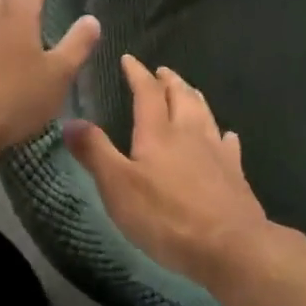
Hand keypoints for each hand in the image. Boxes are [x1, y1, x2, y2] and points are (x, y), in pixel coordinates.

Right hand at [64, 56, 276, 284]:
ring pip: (205, 114)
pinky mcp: (235, 174)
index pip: (146, 92)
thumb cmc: (166, 217)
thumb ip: (95, 152)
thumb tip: (70, 121)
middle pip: (181, 96)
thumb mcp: (118, 187)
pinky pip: (229, 144)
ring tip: (188, 90)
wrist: (230, 246)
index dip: (137, 73)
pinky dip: (223, 134)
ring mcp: (216, 152)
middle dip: (169, 81)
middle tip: (161, 71)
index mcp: (158, 133)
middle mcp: (189, 134)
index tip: (129, 59)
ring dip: (194, 97)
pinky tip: (226, 135)